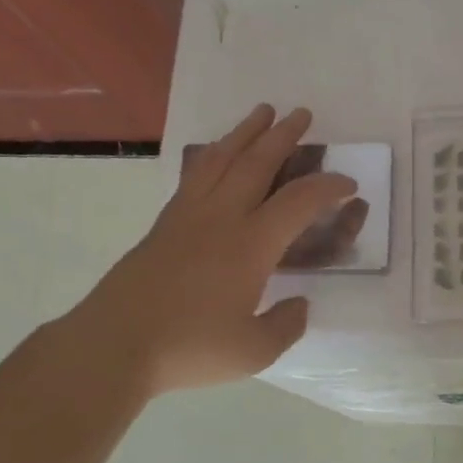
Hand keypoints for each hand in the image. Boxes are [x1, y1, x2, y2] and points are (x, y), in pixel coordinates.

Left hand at [72, 105, 356, 396]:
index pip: (299, 201)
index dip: (328, 187)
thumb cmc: (189, 348)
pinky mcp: (163, 224)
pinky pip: (195, 175)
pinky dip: (213, 156)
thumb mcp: (254, 350)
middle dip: (283, 136)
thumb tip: (299, 304)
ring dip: (245, 133)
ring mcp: (187, 216)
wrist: (114, 344)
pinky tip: (217, 155)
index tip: (348, 184)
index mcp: (251, 245)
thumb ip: (285, 325)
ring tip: (261, 112)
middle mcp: (221, 218)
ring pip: (221, 159)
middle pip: (256, 163)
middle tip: (302, 114)